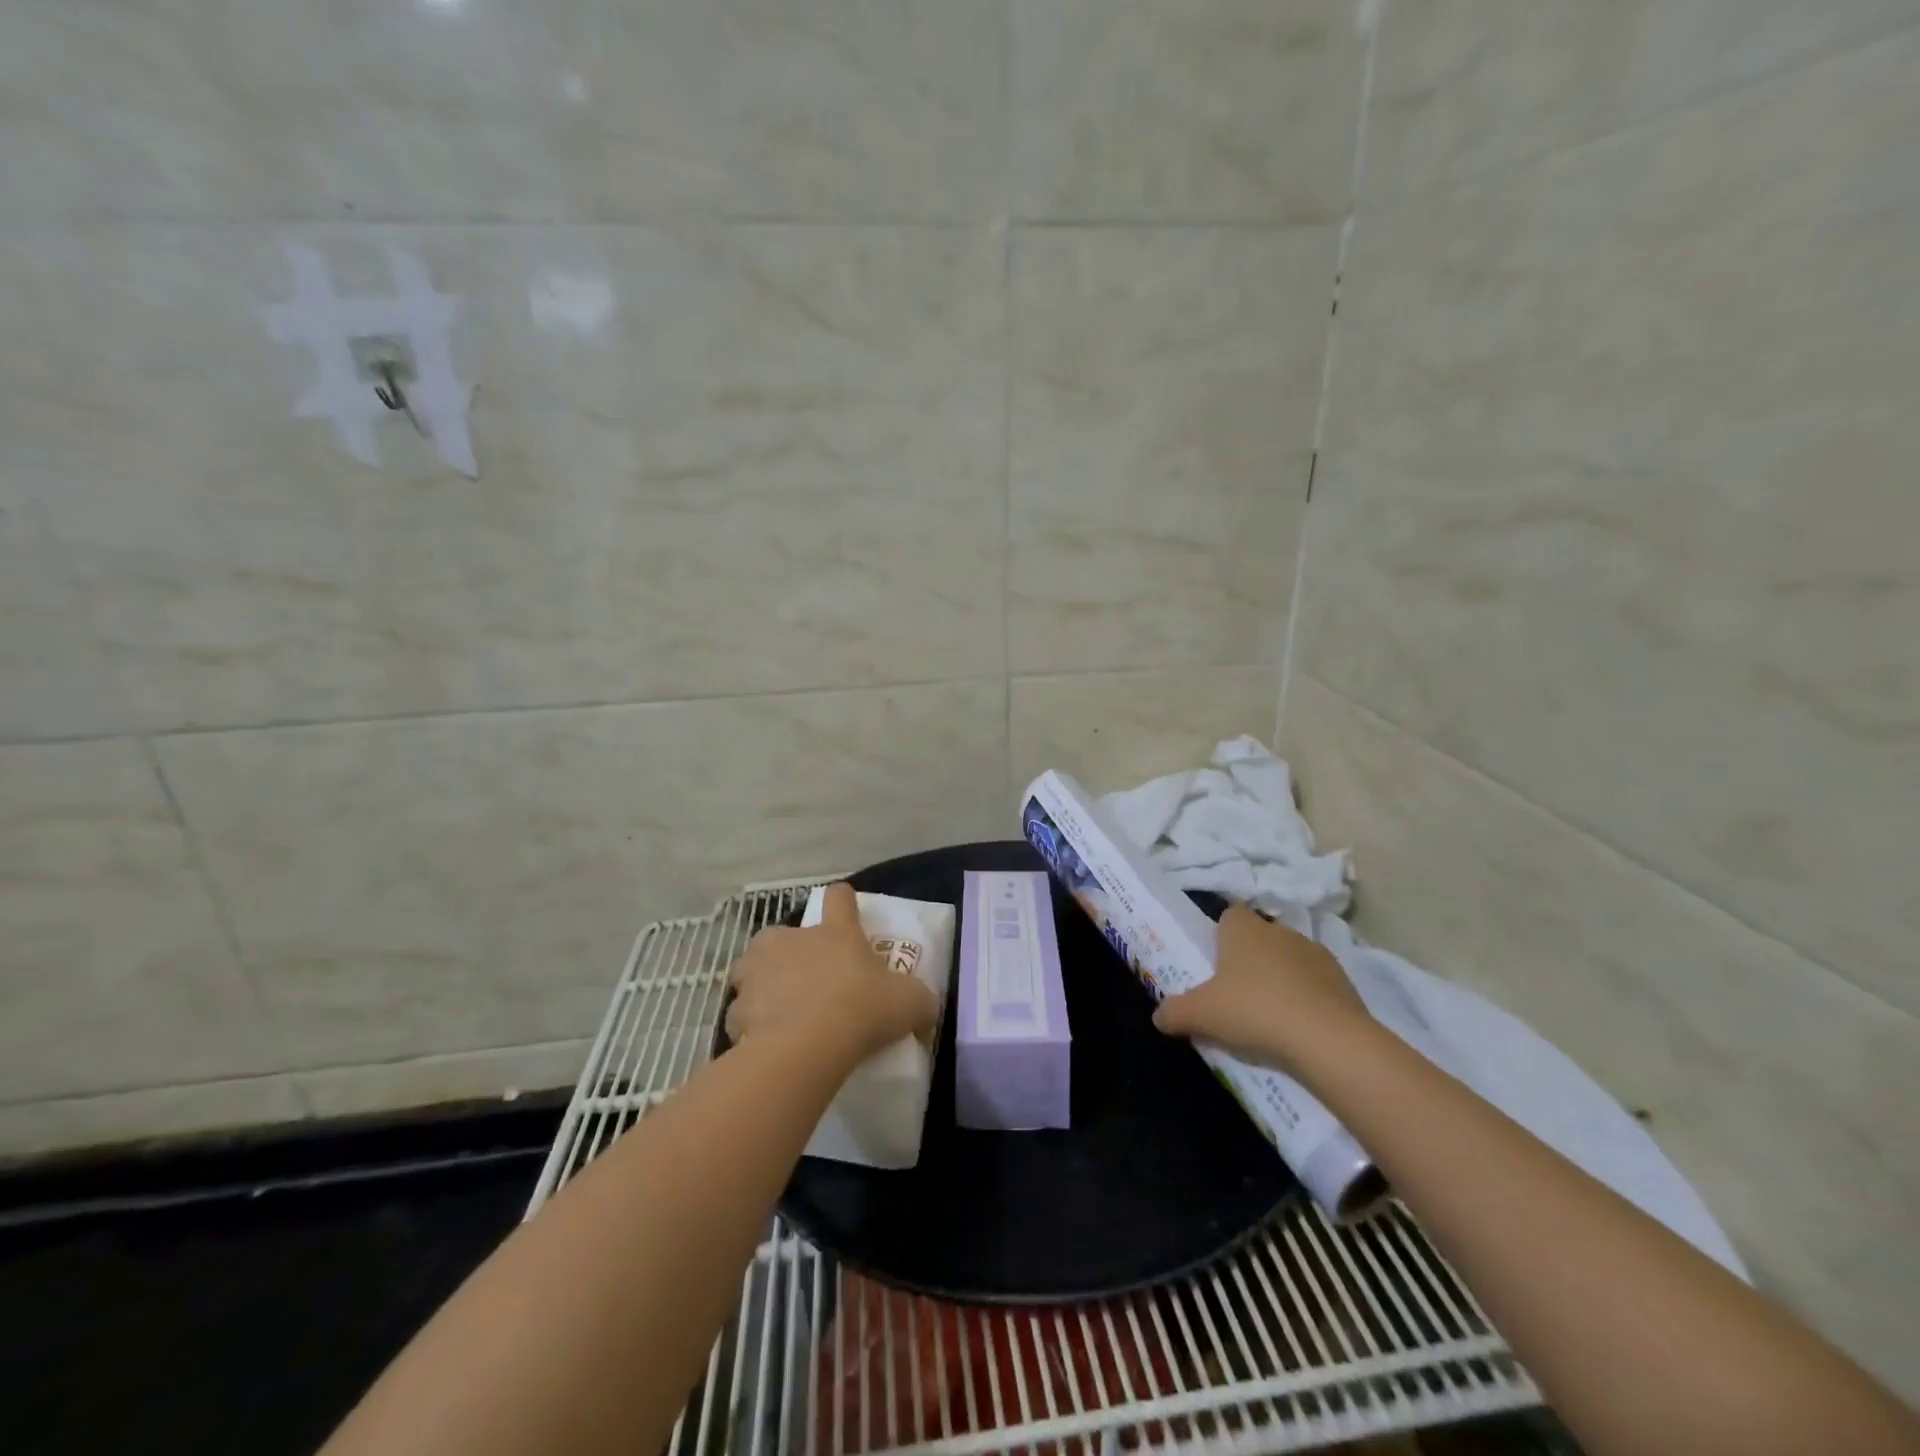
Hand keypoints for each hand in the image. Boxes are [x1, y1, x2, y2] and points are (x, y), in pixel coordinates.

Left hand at [725, 883, 937, 1064]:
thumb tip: (927, 1005)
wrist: (805, 1048)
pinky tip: (763, 1041)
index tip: (845, 911)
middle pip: (784, 933)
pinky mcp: (736, 1006)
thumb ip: (919, 999)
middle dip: (790, 952)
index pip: (839, 898)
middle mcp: (791, 940)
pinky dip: (750, 1022)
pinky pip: (741, 1011)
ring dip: (763, 982)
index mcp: (835, 931)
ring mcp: (758, 970)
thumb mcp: (909, 1003)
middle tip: (808, 980)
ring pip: (753, 968)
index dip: (843, 902)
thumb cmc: (861, 1010)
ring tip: (778, 1009)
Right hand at [1152, 904, 1367, 1072]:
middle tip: (1235, 995)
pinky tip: (1299, 1028)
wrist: (1328, 1040)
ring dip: (1280, 978)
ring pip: (1288, 959)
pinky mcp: (1343, 980)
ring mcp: (1315, 953)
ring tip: (1270, 1016)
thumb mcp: (1201, 1015)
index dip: (1220, 936)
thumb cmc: (1254, 1011)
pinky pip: (1316, 984)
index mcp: (1243, 928)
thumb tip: (1158, 1017)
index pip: (1228, 915)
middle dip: (1249, 960)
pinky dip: (1307, 999)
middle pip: (1258, 938)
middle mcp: (1279, 930)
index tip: (1214, 964)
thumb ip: (1174, 1012)